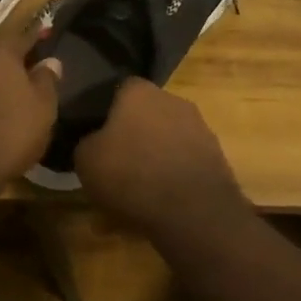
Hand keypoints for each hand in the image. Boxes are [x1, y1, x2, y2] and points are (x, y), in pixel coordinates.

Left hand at [0, 22, 62, 194]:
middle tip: (25, 84)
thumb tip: (51, 61)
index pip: (19, 38)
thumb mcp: (41, 109)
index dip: (31, 37)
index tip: (41, 34)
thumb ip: (46, 82)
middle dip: (9, 72)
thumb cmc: (6, 133)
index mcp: (0, 57)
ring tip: (4, 113)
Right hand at [73, 79, 246, 237]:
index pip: (119, 90)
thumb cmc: (131, 174)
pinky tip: (159, 205)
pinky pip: (182, 162)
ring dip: (152, 160)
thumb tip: (93, 141)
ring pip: (165, 140)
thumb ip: (86, 142)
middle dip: (132, 137)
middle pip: (145, 115)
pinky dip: (171, 178)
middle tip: (115, 167)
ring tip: (135, 194)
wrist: (192, 210)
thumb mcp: (86, 160)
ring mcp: (198, 125)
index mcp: (139, 91)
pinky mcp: (214, 154)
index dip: (106, 114)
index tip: (97, 138)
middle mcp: (172, 99)